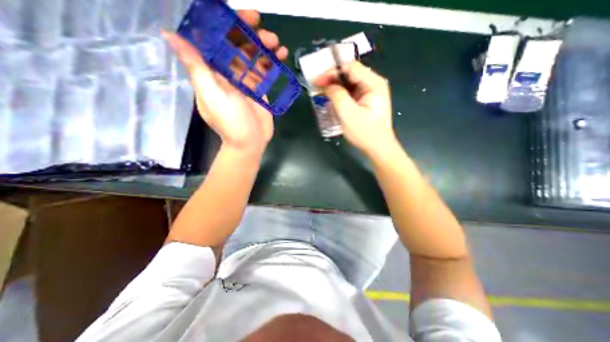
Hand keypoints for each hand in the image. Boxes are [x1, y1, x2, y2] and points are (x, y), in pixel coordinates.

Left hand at [161, 9, 287, 154]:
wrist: (250, 143)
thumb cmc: (231, 123)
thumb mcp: (212, 96)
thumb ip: (197, 68)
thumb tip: (171, 36)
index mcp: (213, 71)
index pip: (216, 40)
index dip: (226, 25)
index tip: (242, 18)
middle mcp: (228, 72)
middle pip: (238, 46)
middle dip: (251, 35)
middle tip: (266, 32)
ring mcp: (245, 81)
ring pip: (254, 57)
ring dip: (265, 47)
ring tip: (277, 44)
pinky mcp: (259, 89)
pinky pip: (265, 71)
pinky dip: (272, 62)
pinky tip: (282, 56)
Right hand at [318, 61, 398, 155]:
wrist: (378, 148)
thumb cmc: (365, 133)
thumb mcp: (348, 114)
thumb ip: (337, 95)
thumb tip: (327, 85)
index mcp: (373, 84)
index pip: (350, 68)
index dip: (332, 72)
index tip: (318, 81)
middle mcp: (373, 84)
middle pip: (350, 74)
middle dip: (332, 79)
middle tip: (317, 87)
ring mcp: (370, 92)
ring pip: (349, 83)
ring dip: (334, 87)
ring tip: (321, 93)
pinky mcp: (365, 101)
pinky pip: (350, 92)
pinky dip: (339, 94)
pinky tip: (331, 99)